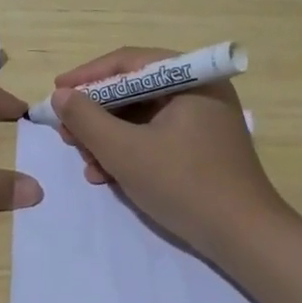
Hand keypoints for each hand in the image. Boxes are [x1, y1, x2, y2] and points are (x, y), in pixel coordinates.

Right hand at [50, 46, 290, 259]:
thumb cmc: (185, 185)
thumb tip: (61, 95)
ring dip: (109, 137)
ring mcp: (204, 119)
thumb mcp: (126, 151)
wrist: (245, 239)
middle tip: (66, 132)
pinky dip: (130, 151)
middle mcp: (200, 90)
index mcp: (191, 78)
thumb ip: (87, 119)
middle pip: (135, 90)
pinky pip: (157, 136)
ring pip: (143, 116)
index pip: (129, 63)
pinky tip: (106, 175)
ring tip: (84, 160)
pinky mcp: (203, 147)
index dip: (87, 77)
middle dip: (96, 113)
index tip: (56, 93)